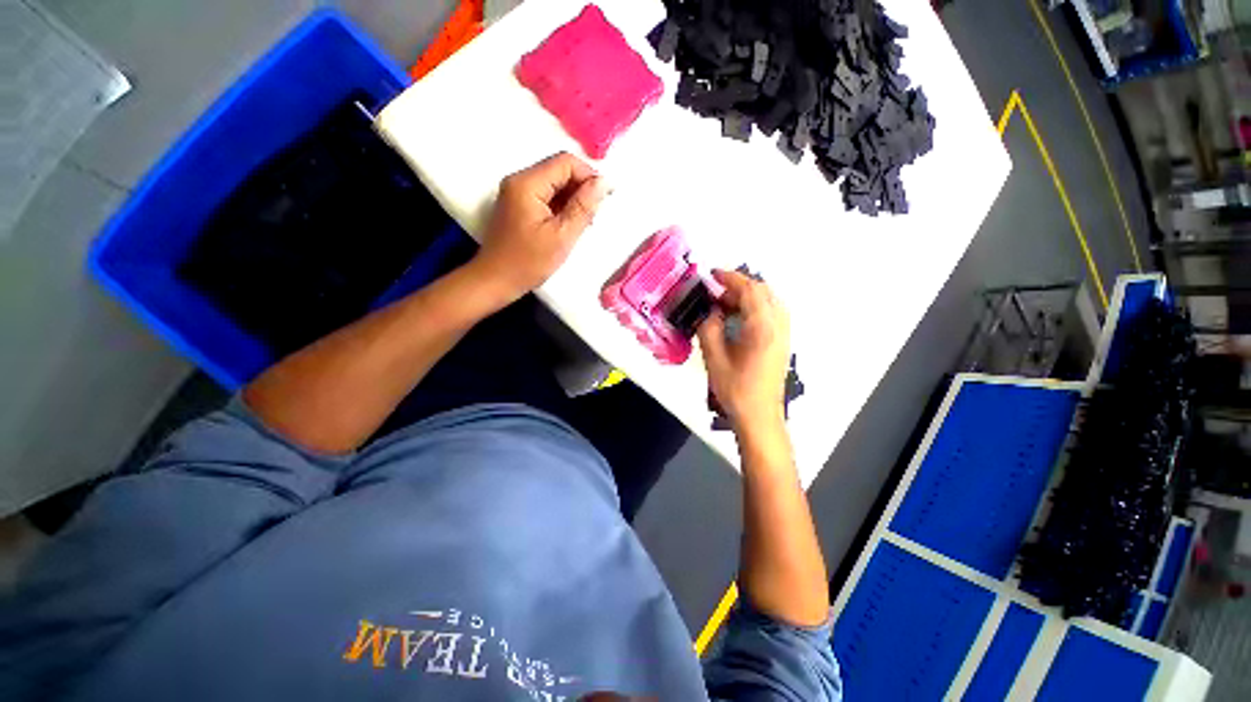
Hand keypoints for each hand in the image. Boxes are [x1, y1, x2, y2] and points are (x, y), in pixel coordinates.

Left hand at [471, 152, 608, 302]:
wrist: (496, 281)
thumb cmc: (528, 262)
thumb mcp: (562, 236)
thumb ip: (583, 207)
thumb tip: (602, 183)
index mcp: (527, 183)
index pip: (565, 163)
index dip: (589, 176)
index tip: (605, 198)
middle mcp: (519, 180)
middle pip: (559, 171)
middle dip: (581, 189)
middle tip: (594, 216)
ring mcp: (517, 193)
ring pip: (554, 184)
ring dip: (573, 199)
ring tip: (584, 224)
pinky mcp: (518, 205)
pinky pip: (546, 197)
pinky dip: (561, 207)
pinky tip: (569, 226)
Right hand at [697, 270, 791, 430]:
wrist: (760, 416)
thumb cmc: (735, 389)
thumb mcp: (714, 358)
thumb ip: (709, 328)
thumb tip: (709, 311)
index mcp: (762, 327)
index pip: (749, 290)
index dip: (730, 278)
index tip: (711, 275)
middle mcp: (778, 325)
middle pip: (763, 291)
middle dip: (738, 286)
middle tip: (715, 293)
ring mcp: (784, 333)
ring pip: (769, 301)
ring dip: (747, 296)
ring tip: (724, 304)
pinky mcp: (782, 342)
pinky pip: (772, 313)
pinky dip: (755, 307)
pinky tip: (738, 318)